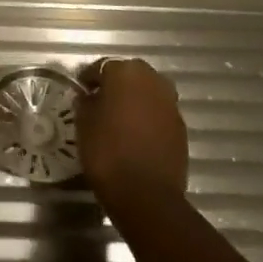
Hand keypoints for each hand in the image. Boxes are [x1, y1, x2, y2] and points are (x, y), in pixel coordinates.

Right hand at [78, 57, 187, 199]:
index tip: (81, 91)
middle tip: (101, 102)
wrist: (146, 194)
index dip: (89, 79)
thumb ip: (86, 103)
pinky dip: (148, 117)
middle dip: (116, 85)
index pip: (101, 67)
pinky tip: (136, 135)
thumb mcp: (83, 124)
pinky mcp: (181, 127)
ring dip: (135, 99)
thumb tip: (89, 97)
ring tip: (120, 118)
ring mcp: (170, 103)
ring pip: (148, 92)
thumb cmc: (107, 152)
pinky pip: (159, 113)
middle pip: (130, 75)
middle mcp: (152, 80)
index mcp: (125, 73)